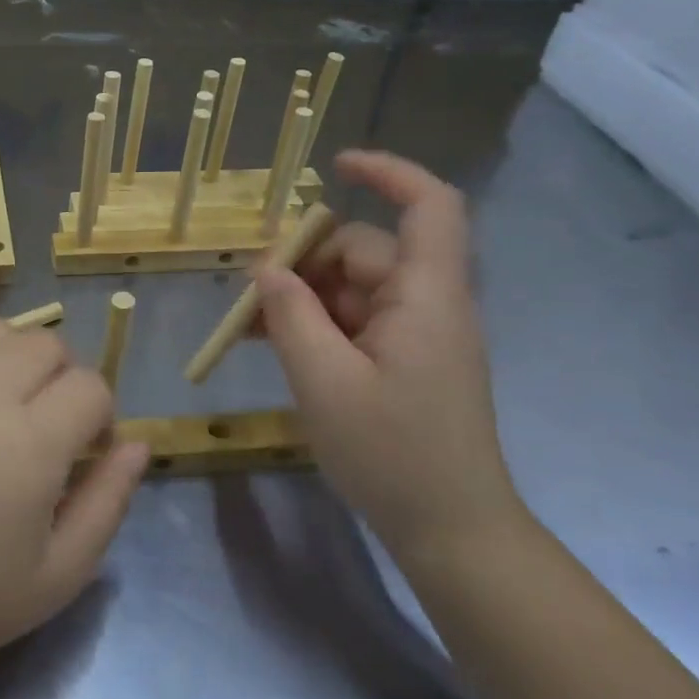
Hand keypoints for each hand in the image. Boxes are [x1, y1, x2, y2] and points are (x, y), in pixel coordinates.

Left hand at [0, 322, 147, 692]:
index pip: (90, 386)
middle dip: (64, 379)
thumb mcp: (58, 575)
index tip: (85, 451)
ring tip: (5, 406)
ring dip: (17, 360)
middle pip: (47, 344)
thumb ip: (109, 501)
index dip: (101, 416)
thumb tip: (138, 444)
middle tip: (49, 427)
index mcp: (25, 447)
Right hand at [256, 150, 523, 558]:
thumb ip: (292, 316)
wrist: (451, 531)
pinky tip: (268, 343)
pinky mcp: (401, 361)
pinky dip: (312, 324)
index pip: (429, 206)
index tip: (332, 166)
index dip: (387, 172)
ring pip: (350, 288)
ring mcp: (414, 334)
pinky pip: (351, 322)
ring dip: (299, 298)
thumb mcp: (325, 383)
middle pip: (365, 251)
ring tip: (247, 328)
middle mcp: (426, 303)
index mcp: (427, 297)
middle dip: (304, 261)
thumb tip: (266, 267)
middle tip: (248, 293)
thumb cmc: (394, 455)